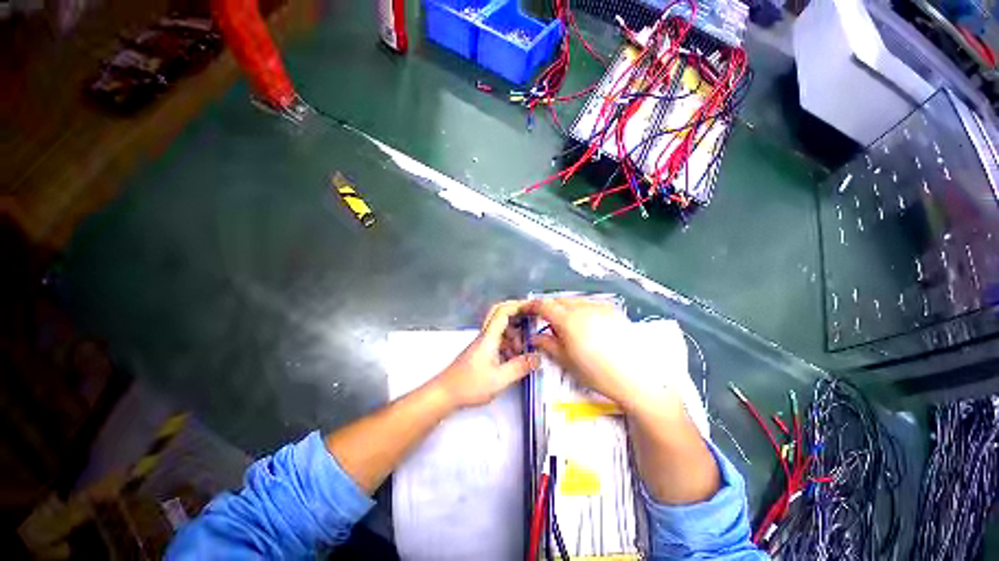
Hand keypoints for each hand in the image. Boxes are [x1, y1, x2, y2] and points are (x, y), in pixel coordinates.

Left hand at [434, 300, 538, 408]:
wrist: (445, 393)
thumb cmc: (470, 385)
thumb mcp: (499, 379)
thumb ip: (520, 367)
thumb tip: (537, 358)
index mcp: (489, 337)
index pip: (503, 311)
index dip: (518, 305)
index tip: (533, 307)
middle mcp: (485, 336)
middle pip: (501, 316)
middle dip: (518, 317)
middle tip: (532, 324)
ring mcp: (483, 344)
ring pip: (501, 330)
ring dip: (515, 335)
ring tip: (525, 350)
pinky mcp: (481, 352)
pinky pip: (498, 341)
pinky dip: (509, 345)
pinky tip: (514, 359)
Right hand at [527, 298, 665, 412]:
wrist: (636, 377)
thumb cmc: (596, 373)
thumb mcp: (566, 361)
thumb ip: (547, 344)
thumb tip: (534, 336)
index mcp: (567, 320)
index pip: (543, 305)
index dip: (532, 306)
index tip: (526, 312)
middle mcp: (582, 307)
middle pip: (558, 300)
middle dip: (548, 308)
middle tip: (546, 323)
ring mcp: (599, 306)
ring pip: (574, 301)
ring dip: (565, 308)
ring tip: (567, 326)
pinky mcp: (612, 310)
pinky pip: (590, 304)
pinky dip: (581, 310)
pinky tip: (586, 325)